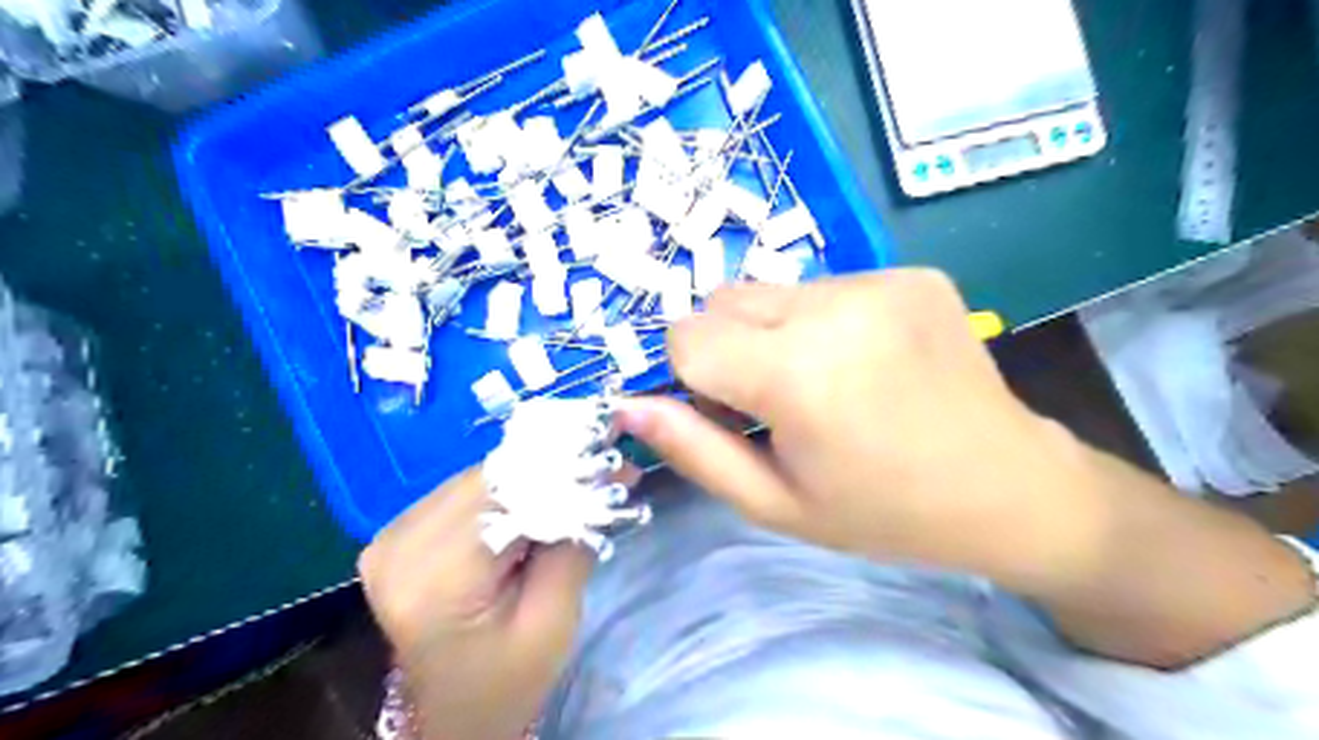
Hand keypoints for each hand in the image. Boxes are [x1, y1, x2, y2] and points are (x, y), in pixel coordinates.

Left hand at [360, 469, 590, 738]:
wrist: (454, 715)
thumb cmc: (506, 681)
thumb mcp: (553, 621)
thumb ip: (572, 544)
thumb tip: (606, 474)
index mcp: (432, 577)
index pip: (503, 493)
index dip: (560, 472)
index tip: (613, 465)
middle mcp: (397, 544)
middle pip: (488, 480)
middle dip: (549, 475)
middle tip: (602, 475)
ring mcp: (391, 536)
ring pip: (478, 479)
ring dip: (529, 482)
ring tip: (573, 491)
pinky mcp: (398, 534)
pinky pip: (464, 493)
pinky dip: (505, 495)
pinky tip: (533, 507)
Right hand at [614, 269, 1086, 592]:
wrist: (1008, 485)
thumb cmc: (883, 511)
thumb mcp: (776, 503)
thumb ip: (694, 450)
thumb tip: (629, 405)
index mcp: (797, 372)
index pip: (687, 335)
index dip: (690, 374)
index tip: (727, 410)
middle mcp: (835, 307)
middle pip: (723, 300)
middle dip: (727, 347)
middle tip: (775, 400)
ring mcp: (879, 281)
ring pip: (773, 289)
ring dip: (774, 330)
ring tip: (826, 379)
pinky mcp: (910, 272)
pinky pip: (827, 284)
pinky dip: (823, 319)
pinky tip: (865, 359)